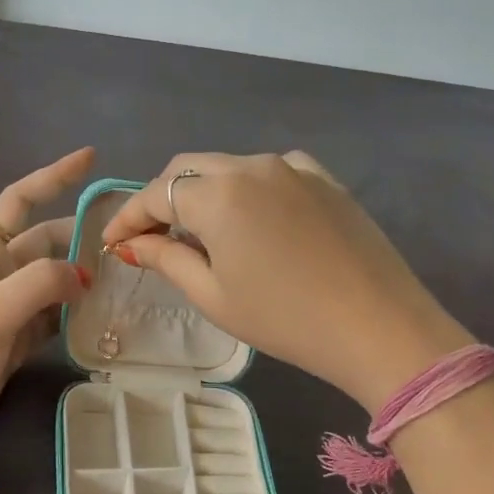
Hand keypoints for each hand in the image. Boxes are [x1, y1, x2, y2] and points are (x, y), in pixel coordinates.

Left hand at [0, 148, 95, 457]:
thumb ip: (39, 283)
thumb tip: (83, 275)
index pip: (18, 199)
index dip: (52, 175)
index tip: (90, 159)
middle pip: (44, 239)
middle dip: (80, 235)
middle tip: (125, 241)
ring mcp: (6, 307)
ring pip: (52, 277)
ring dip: (81, 273)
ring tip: (122, 277)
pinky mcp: (15, 338)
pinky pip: (53, 312)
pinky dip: (75, 309)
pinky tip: (100, 315)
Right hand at [101, 151, 472, 414]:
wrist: (379, 327)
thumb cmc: (286, 319)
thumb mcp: (214, 296)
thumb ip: (167, 259)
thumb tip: (131, 243)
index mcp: (218, 194)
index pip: (155, 194)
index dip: (128, 217)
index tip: (113, 243)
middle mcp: (252, 166)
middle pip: (188, 169)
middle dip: (162, 199)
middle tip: (152, 237)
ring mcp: (293, 168)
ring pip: (228, 167)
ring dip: (203, 192)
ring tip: (201, 233)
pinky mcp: (324, 179)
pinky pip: (270, 171)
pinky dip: (246, 188)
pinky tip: (253, 219)